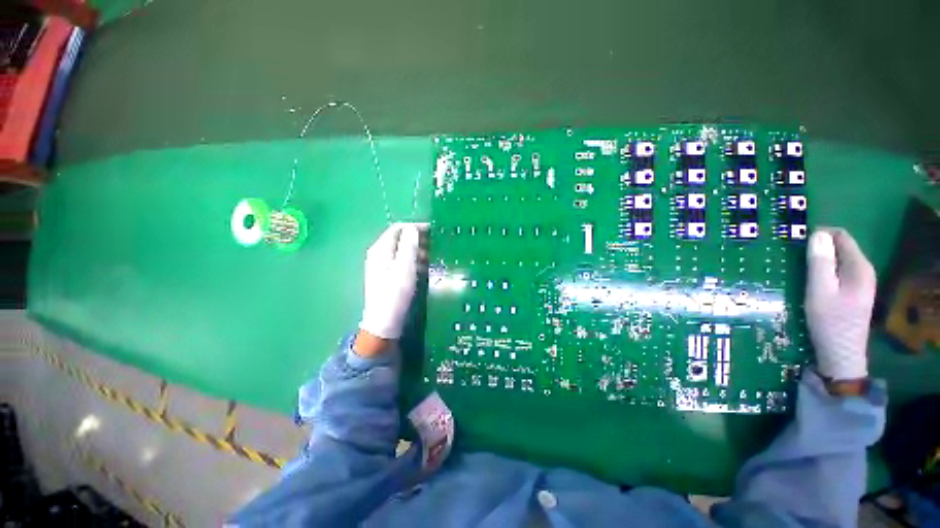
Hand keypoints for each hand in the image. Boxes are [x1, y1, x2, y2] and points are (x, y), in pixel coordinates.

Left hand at [358, 223, 427, 343]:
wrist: (384, 322)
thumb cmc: (395, 293)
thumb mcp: (405, 267)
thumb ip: (409, 245)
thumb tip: (413, 228)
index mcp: (380, 249)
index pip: (398, 228)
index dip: (415, 227)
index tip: (433, 230)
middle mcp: (378, 254)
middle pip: (399, 239)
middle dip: (417, 238)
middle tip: (434, 244)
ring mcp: (381, 266)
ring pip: (401, 250)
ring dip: (416, 250)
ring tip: (431, 256)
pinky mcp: (386, 276)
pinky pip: (400, 261)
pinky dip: (412, 260)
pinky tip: (422, 268)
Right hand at [805, 228, 876, 384]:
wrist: (841, 354)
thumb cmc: (829, 322)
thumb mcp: (820, 291)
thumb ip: (820, 263)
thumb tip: (817, 235)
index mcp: (859, 267)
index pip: (842, 237)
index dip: (819, 234)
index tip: (796, 242)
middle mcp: (864, 271)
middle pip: (841, 248)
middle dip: (818, 247)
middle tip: (793, 257)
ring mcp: (861, 283)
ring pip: (839, 260)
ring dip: (820, 260)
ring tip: (798, 268)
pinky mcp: (854, 293)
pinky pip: (839, 272)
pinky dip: (824, 271)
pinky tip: (811, 281)